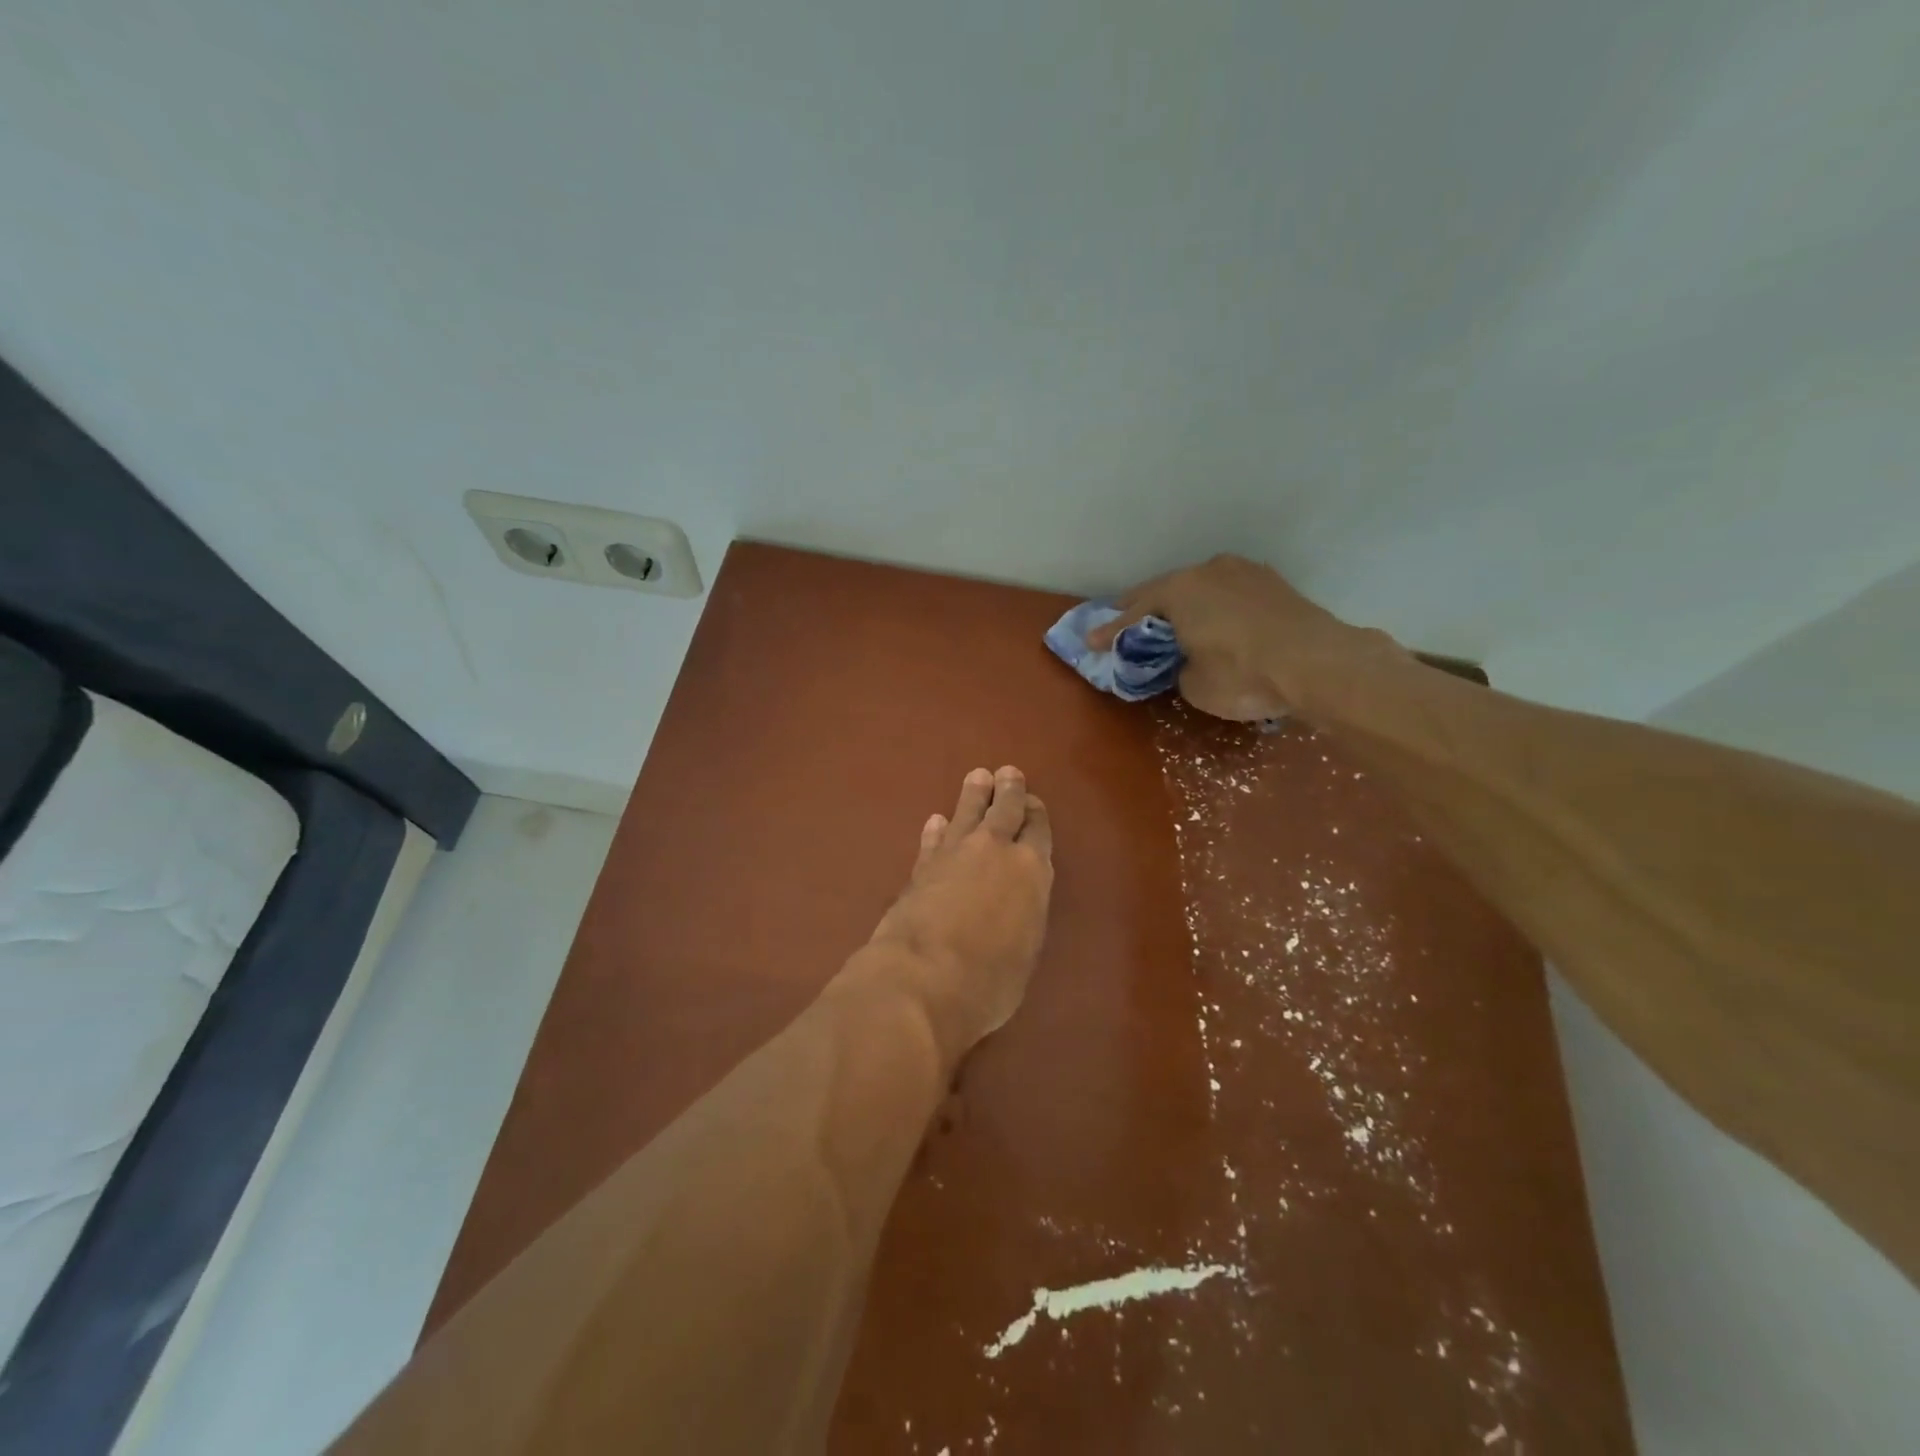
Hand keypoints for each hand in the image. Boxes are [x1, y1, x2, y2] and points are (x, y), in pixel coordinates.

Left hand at [863, 767, 1053, 1060]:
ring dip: (973, 796)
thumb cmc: (989, 981)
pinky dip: (936, 830)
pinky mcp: (920, 867)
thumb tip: (1013, 909)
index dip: (1036, 814)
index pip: (1038, 831)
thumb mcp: (1024, 954)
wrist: (922, 978)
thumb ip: (1022, 918)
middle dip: (1008, 790)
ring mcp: (954, 855)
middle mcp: (995, 852)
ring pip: (966, 814)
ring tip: (977, 777)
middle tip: (1007, 773)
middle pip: (1004, 810)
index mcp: (1031, 872)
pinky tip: (936, 822)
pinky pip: (933, 840)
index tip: (1033, 803)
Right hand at [1088, 554, 1397, 719]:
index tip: (1091, 643)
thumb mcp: (1194, 684)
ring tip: (1170, 621)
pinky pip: (1227, 593)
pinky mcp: (1271, 583)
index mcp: (1178, 590)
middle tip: (1125, 625)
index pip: (1133, 613)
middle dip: (1143, 610)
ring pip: (1199, 588)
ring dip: (1182, 605)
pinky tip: (1213, 619)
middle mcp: (1207, 570)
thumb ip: (1178, 666)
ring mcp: (1243, 572)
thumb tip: (1187, 659)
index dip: (1110, 632)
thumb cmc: (1244, 674)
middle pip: (1164, 591)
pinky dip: (1213, 606)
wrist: (1319, 663)